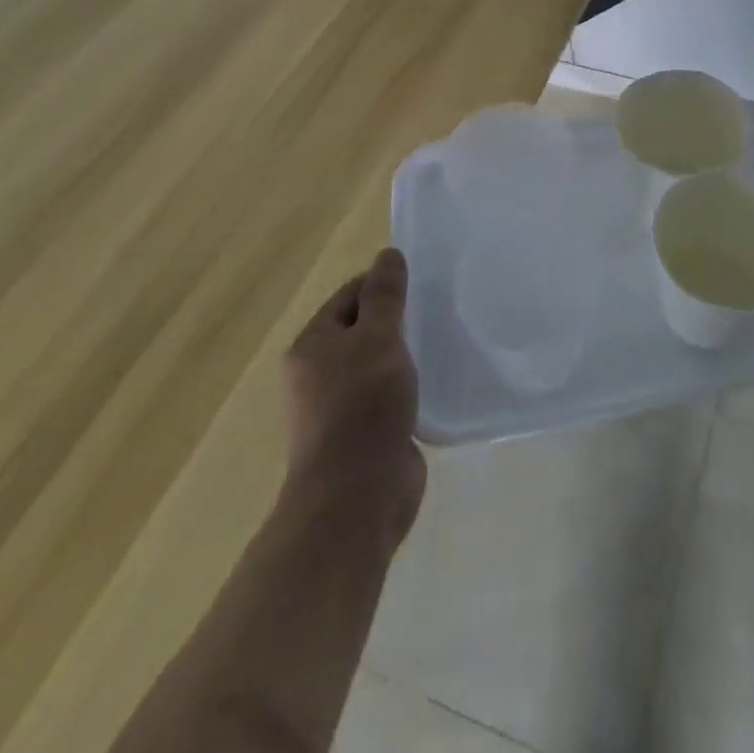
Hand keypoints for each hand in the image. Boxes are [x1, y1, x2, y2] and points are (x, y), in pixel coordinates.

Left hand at [281, 247, 425, 547]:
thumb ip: (385, 296)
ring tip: (442, 342)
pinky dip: (408, 386)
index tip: (422, 283)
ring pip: (377, 363)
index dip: (383, 284)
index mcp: (312, 345)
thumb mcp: (378, 339)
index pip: (349, 295)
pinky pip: (387, 395)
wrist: (357, 498)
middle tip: (437, 309)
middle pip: (362, 328)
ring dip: (404, 354)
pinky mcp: (362, 434)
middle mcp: (318, 373)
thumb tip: (388, 254)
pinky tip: (435, 382)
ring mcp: (339, 407)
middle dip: (397, 319)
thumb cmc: (362, 407)